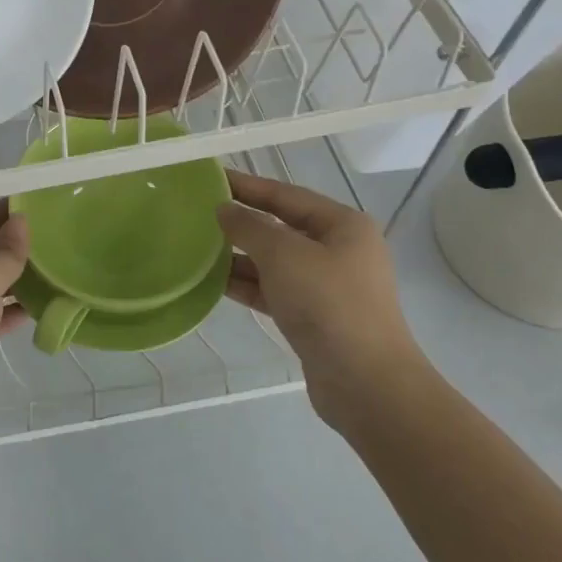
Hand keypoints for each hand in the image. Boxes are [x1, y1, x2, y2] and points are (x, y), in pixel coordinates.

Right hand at [217, 171, 425, 434]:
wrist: (365, 383)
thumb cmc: (328, 304)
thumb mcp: (283, 255)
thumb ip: (249, 226)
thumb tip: (224, 209)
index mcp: (343, 225)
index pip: (286, 194)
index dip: (247, 185)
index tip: (210, 178)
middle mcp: (338, 250)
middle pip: (280, 227)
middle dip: (241, 222)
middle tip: (197, 213)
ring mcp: (327, 286)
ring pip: (274, 261)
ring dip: (239, 255)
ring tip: (196, 247)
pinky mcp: (314, 317)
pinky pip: (273, 290)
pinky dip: (247, 284)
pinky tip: (213, 282)